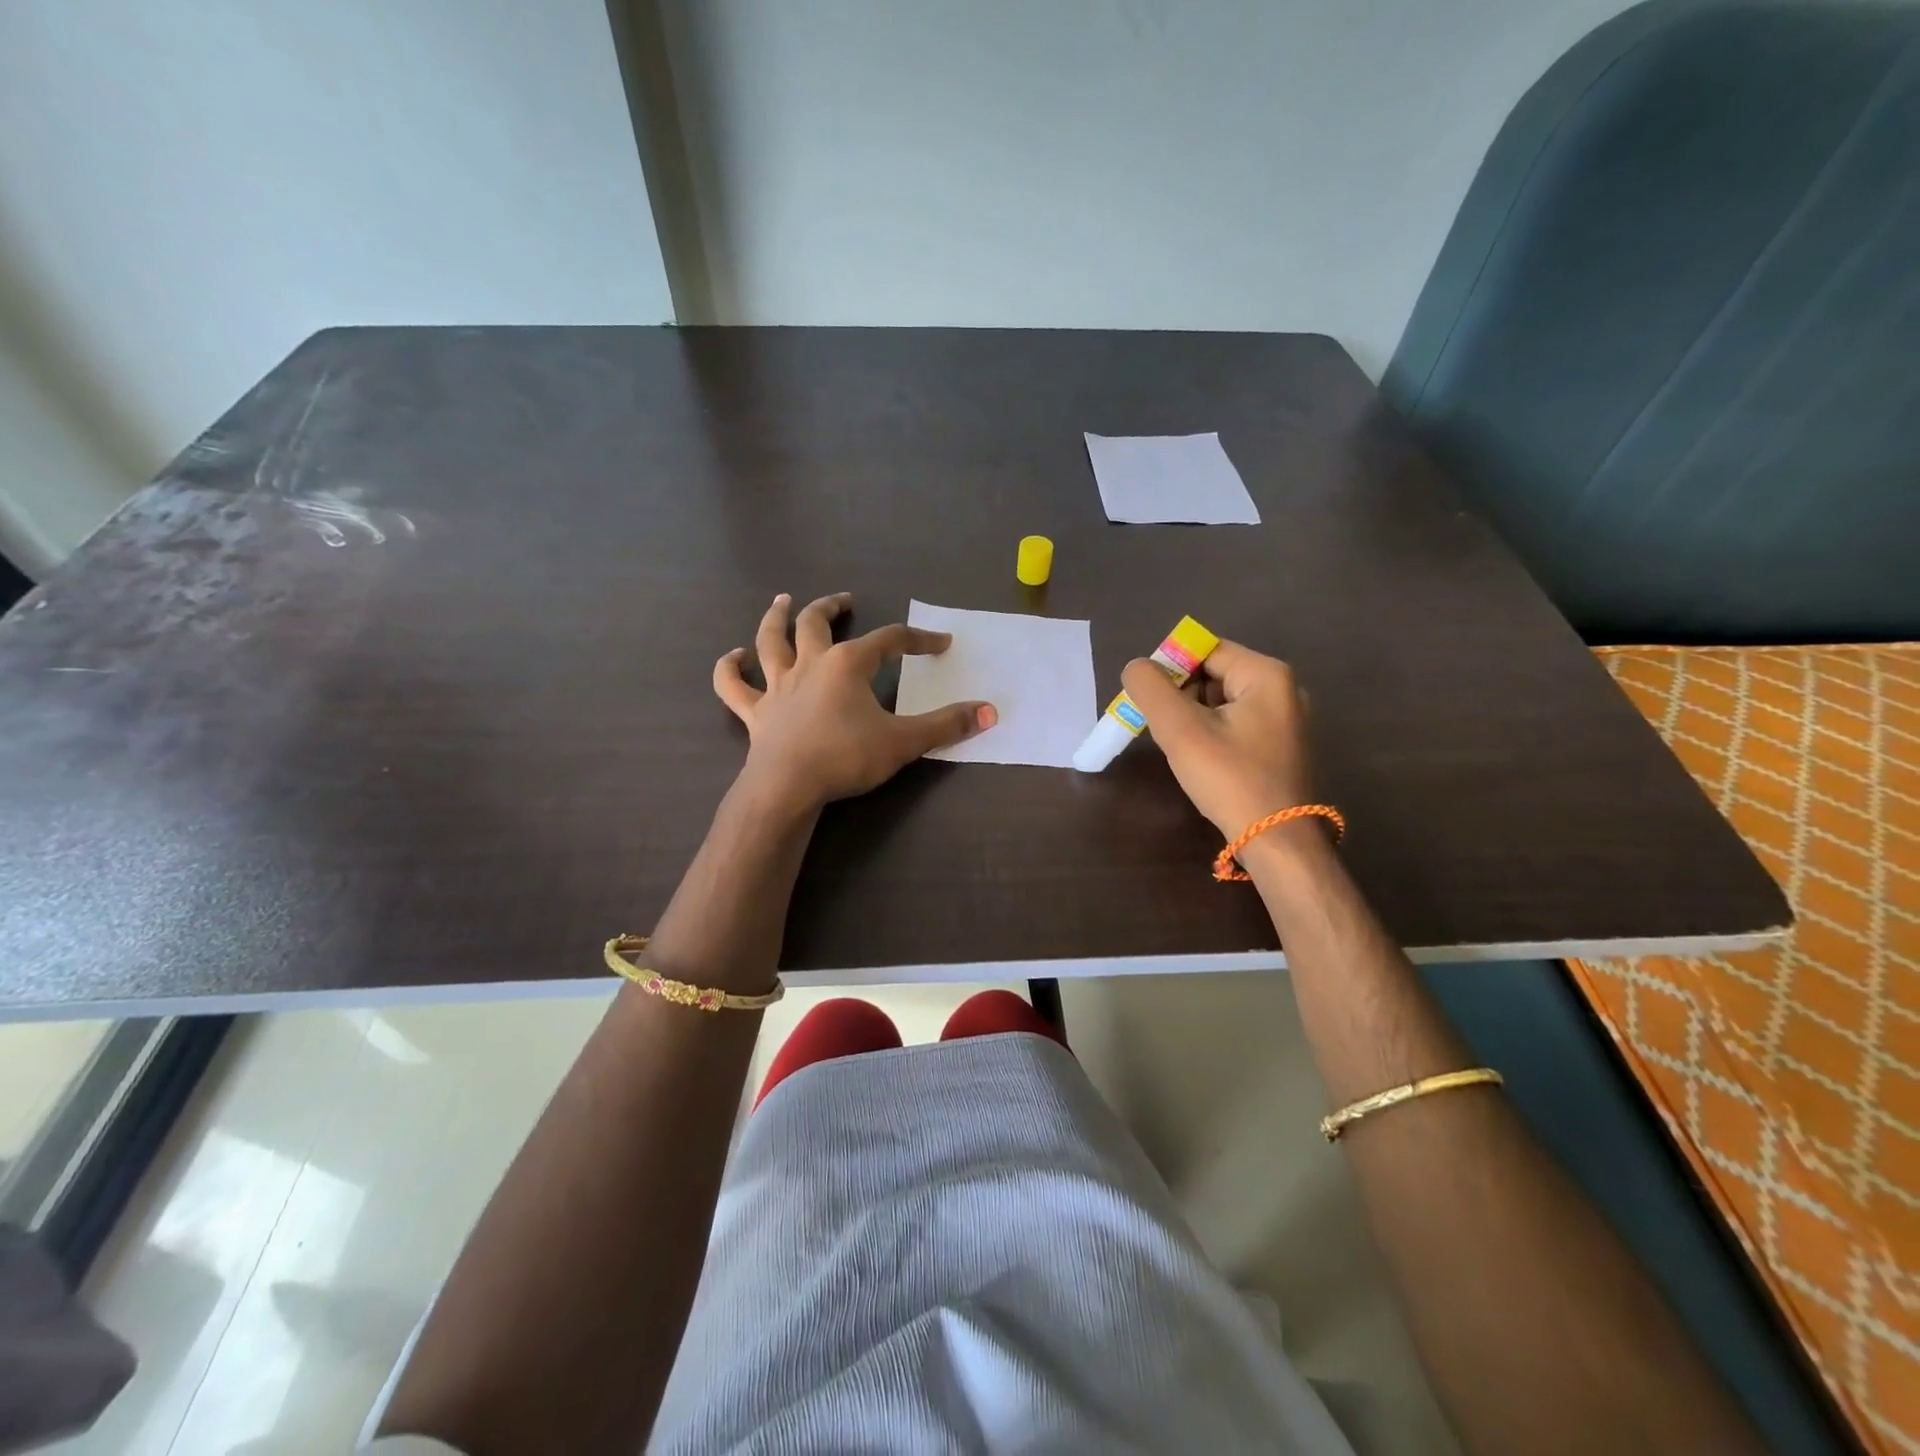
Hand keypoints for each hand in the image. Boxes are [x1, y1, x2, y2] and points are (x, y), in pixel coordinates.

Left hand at [714, 592, 996, 815]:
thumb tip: (990, 712)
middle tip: (844, 599)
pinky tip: (733, 657)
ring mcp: (777, 686)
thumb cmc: (846, 758)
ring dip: (775, 618)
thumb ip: (946, 725)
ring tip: (782, 602)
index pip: (890, 641)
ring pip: (770, 641)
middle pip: (817, 623)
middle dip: (832, 608)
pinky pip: (733, 686)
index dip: (918, 639)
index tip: (941, 643)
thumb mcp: (904, 742)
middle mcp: (810, 664)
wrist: (787, 787)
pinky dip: (729, 669)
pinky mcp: (755, 713)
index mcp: (848, 664)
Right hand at [1121, 640, 1314, 838]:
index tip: (1147, 699)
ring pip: (1221, 703)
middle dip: (1180, 696)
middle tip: (1160, 726)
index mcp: (1267, 675)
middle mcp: (1283, 690)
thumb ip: (1151, 689)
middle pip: (1214, 674)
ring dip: (1193, 718)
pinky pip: (1235, 725)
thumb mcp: (1180, 730)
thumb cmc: (1230, 779)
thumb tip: (1137, 667)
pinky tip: (1200, 760)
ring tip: (1179, 746)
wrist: (1277, 842)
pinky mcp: (1280, 747)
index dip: (1170, 668)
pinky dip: (1210, 734)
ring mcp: (1285, 720)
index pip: (1205, 651)